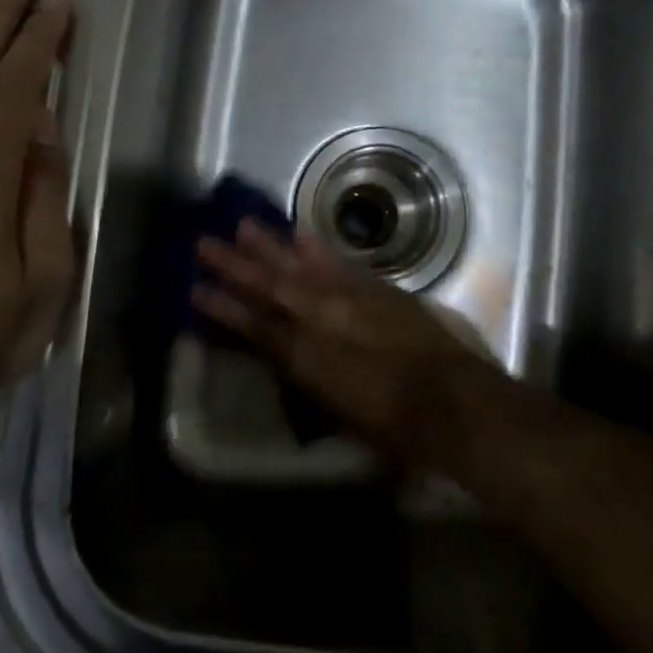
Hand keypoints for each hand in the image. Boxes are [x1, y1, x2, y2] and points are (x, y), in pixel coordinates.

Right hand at [193, 222, 500, 465]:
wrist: (457, 402)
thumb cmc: (396, 428)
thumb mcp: (341, 416)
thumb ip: (310, 382)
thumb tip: (290, 361)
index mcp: (307, 358)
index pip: (255, 327)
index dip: (223, 308)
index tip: (195, 289)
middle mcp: (323, 319)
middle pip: (271, 286)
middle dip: (235, 265)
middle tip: (204, 241)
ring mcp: (352, 298)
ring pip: (302, 266)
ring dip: (270, 246)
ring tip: (242, 225)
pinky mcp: (379, 289)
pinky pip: (341, 263)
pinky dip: (319, 249)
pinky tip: (301, 234)